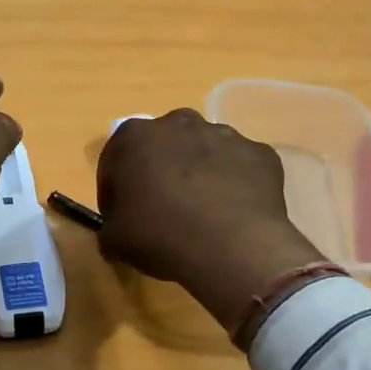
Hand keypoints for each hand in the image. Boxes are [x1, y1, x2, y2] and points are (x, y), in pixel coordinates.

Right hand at [95, 110, 324, 336]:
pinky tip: (231, 214)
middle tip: (162, 210)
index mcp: (135, 137)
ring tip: (201, 213)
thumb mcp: (115, 240)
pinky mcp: (260, 152)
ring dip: (198, 174)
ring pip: (203, 152)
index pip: (115, 159)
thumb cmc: (161, 236)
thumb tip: (117, 231)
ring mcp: (224, 134)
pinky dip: (233, 184)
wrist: (233, 247)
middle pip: (163, 147)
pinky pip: (239, 167)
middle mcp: (179, 123)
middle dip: (160, 171)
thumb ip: (110, 227)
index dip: (115, 189)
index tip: (121, 214)